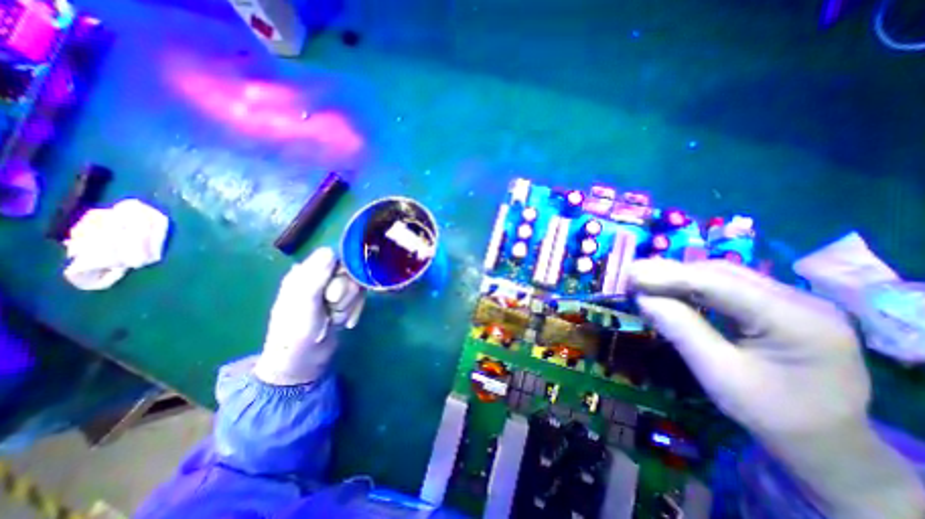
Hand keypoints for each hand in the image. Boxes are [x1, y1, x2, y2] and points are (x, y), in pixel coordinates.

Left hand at [256, 248, 369, 384]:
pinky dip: (354, 311)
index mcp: (304, 273)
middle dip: (345, 294)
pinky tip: (344, 323)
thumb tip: (331, 250)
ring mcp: (333, 291)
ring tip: (335, 319)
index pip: (334, 257)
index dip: (342, 272)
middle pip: (349, 273)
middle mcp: (320, 278)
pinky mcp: (343, 302)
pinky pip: (359, 299)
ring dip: (349, 305)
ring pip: (357, 286)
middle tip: (331, 308)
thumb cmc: (297, 331)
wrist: (302, 362)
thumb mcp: (304, 303)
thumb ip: (317, 276)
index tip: (335, 292)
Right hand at [628, 261, 923, 518]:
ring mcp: (793, 299)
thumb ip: (680, 329)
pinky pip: (728, 285)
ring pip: (723, 275)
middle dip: (671, 272)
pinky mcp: (780, 304)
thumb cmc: (769, 413)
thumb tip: (642, 298)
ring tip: (643, 278)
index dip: (670, 277)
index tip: (631, 275)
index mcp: (797, 322)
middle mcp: (801, 300)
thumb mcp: (716, 373)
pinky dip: (693, 285)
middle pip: (722, 274)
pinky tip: (670, 287)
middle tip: (632, 273)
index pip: (720, 285)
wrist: (824, 440)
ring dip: (679, 275)